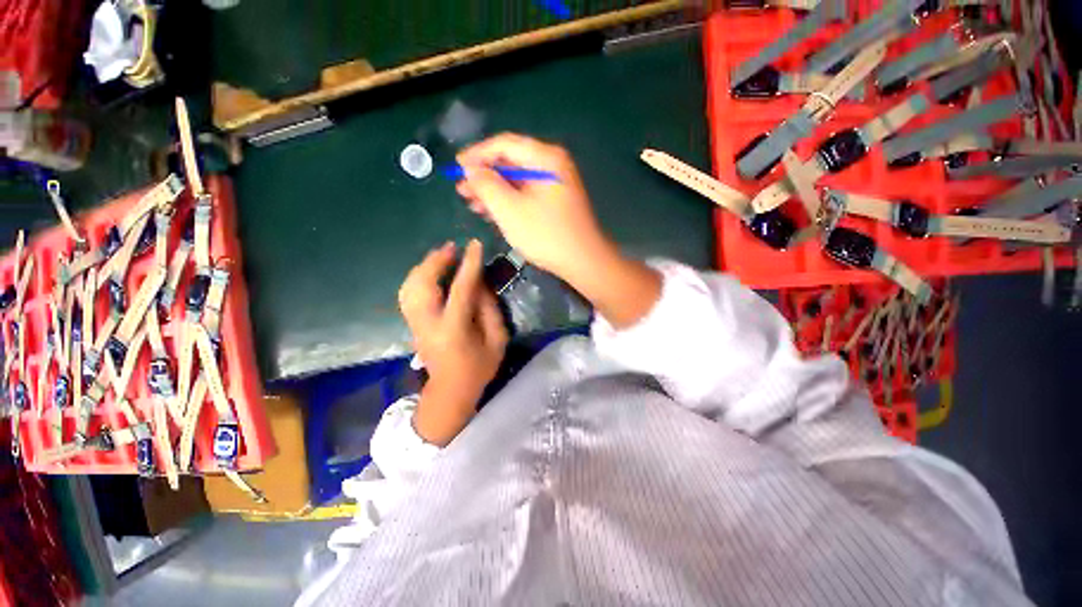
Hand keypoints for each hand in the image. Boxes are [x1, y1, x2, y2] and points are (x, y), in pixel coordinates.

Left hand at [398, 240, 507, 444]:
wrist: (450, 391)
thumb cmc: (479, 367)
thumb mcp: (497, 340)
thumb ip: (490, 310)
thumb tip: (481, 283)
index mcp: (454, 329)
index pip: (461, 290)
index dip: (469, 265)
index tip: (475, 245)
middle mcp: (429, 323)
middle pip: (423, 284)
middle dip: (436, 261)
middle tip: (452, 247)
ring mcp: (415, 324)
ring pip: (410, 287)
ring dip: (424, 266)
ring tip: (441, 255)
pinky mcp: (411, 324)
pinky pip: (407, 293)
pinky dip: (417, 277)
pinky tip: (430, 272)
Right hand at [456, 133, 662, 329]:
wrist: (583, 262)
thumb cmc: (546, 235)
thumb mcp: (510, 210)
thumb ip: (486, 185)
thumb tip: (471, 169)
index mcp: (545, 158)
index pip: (504, 144)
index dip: (477, 154)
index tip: (456, 168)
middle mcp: (552, 165)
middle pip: (511, 162)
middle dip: (484, 176)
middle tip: (461, 191)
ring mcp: (556, 185)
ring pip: (517, 181)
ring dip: (494, 191)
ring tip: (472, 205)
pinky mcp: (556, 203)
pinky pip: (526, 195)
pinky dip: (508, 202)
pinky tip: (492, 213)